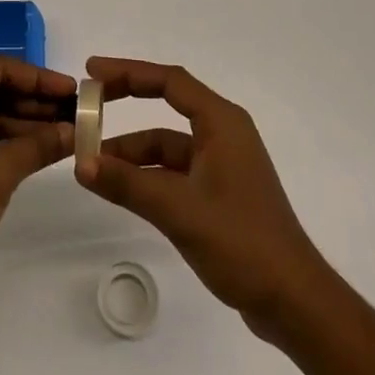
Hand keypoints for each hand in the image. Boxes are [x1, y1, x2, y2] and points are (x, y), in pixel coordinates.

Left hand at [0, 58, 75, 310]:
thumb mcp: (2, 169)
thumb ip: (40, 145)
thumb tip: (74, 132)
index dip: (38, 78)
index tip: (71, 90)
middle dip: (33, 101)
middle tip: (73, 112)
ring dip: (23, 123)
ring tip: (64, 132)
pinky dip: (6, 141)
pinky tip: (38, 152)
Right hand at [74, 57, 329, 339]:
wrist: (293, 302)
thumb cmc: (241, 242)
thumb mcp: (178, 210)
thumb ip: (128, 184)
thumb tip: (81, 163)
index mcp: (222, 122)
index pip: (169, 80)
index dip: (128, 72)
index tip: (92, 72)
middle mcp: (223, 133)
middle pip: (167, 103)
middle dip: (127, 102)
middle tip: (88, 105)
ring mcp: (222, 163)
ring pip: (168, 142)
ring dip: (133, 150)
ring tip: (93, 161)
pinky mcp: (219, 192)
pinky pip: (175, 169)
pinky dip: (147, 174)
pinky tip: (121, 188)